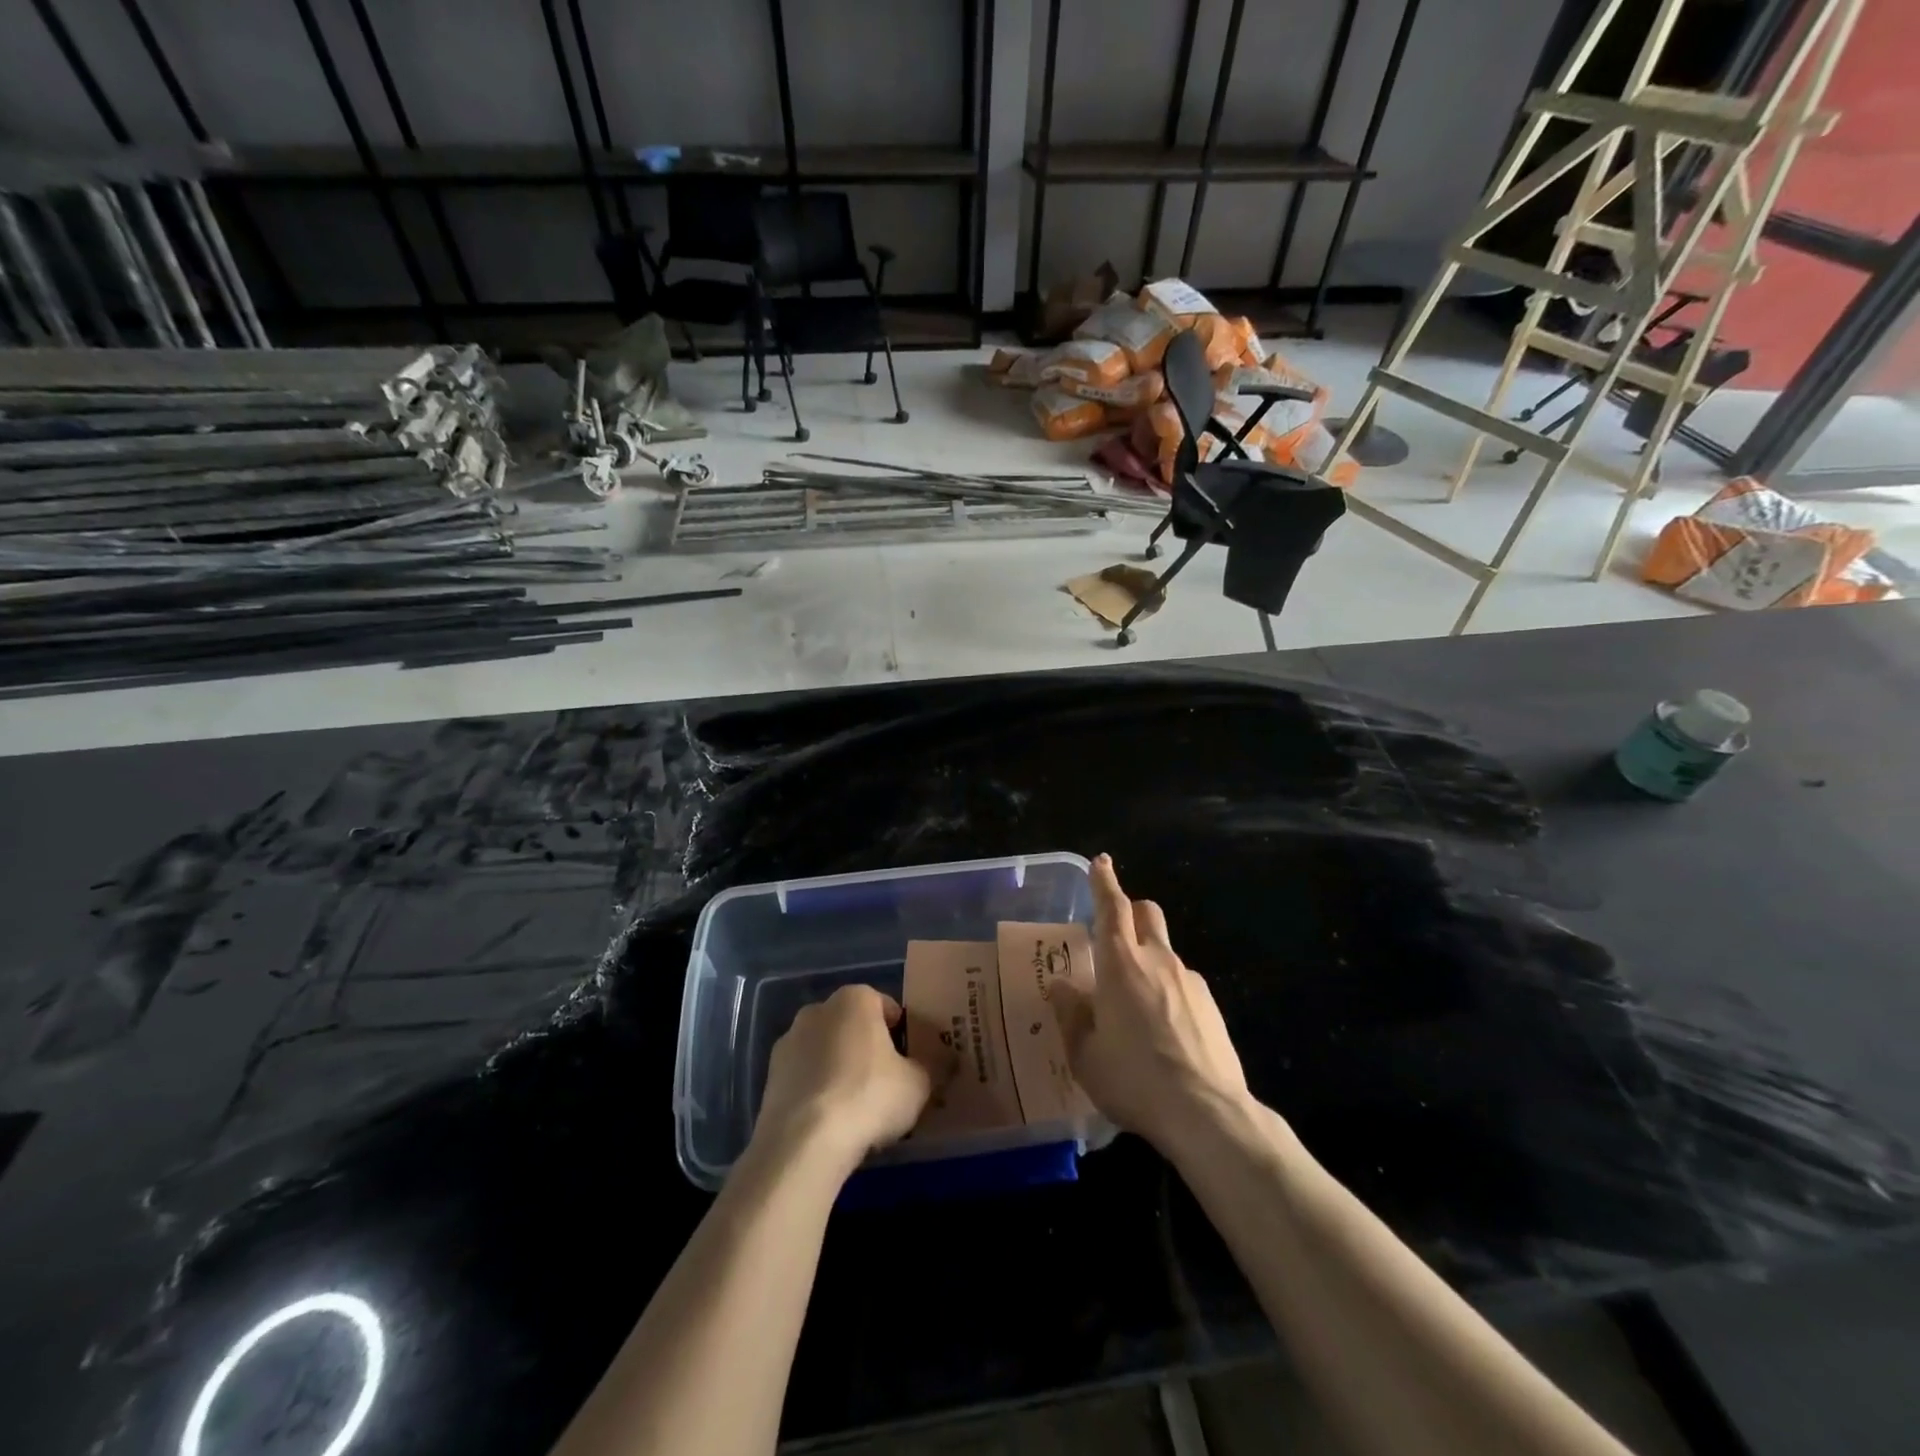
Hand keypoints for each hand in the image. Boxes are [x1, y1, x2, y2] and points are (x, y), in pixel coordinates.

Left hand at [752, 985, 932, 1177]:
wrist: (803, 1142)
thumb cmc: (868, 1096)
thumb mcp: (919, 1083)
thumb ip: (936, 1065)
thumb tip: (949, 1059)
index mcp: (855, 999)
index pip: (888, 1007)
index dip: (904, 1035)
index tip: (913, 1064)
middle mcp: (818, 1010)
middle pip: (855, 1027)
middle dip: (870, 1050)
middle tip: (889, 1086)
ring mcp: (789, 1042)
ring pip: (827, 1052)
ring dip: (841, 1071)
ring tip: (859, 1111)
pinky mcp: (770, 1077)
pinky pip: (806, 1078)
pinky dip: (819, 1092)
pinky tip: (832, 1123)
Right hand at [1051, 854, 1249, 1149]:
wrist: (1206, 1113)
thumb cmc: (1133, 1079)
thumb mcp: (1085, 1053)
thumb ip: (1070, 1013)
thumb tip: (1060, 986)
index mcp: (1120, 964)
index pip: (1112, 907)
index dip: (1104, 882)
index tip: (1101, 862)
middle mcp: (1157, 960)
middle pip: (1147, 913)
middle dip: (1130, 909)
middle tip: (1113, 930)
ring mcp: (1190, 981)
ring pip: (1165, 950)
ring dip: (1148, 957)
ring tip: (1134, 1002)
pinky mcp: (1211, 1006)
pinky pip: (1183, 982)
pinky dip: (1167, 989)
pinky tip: (1162, 1029)